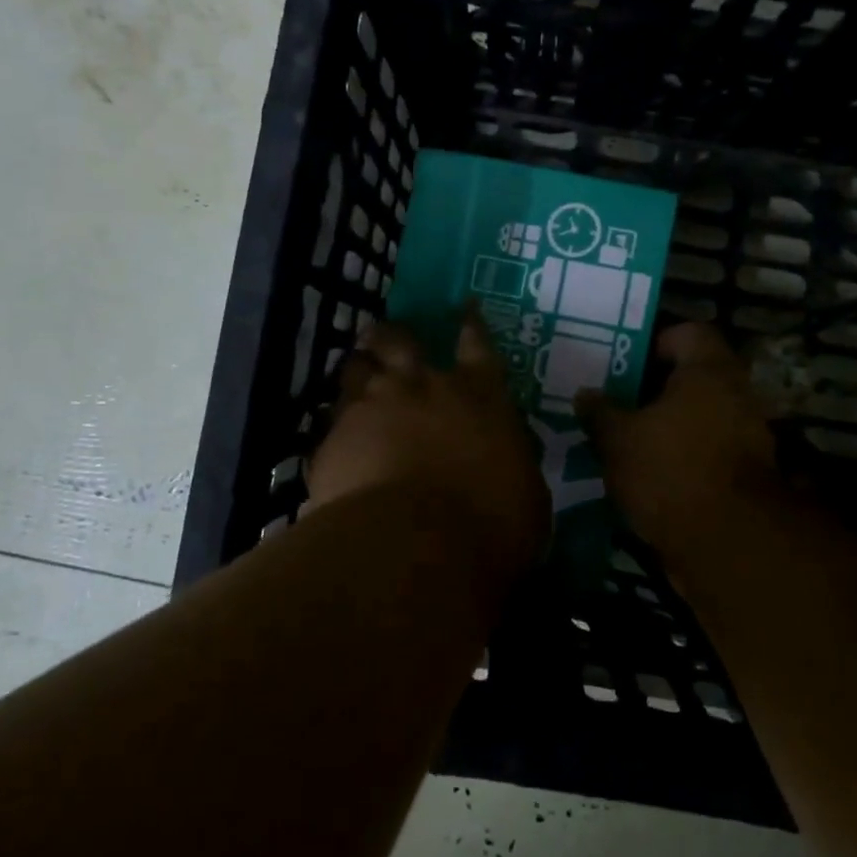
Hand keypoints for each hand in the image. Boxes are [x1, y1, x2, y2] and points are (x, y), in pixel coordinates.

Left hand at [309, 312, 549, 575]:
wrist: (415, 548)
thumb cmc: (492, 524)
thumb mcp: (526, 492)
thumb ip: (511, 461)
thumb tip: (504, 457)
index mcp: (479, 395)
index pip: (478, 344)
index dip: (471, 324)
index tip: (465, 308)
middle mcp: (422, 387)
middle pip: (400, 340)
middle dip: (392, 335)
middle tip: (383, 335)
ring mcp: (371, 408)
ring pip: (355, 370)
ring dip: (358, 371)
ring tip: (355, 377)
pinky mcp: (332, 441)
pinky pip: (330, 424)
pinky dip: (336, 428)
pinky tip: (335, 442)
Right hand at [577, 322, 781, 558]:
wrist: (728, 543)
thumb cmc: (670, 470)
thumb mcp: (618, 439)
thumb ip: (599, 412)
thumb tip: (585, 393)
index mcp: (708, 371)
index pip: (688, 332)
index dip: (654, 342)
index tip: (623, 365)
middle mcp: (735, 396)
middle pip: (691, 377)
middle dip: (652, 389)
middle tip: (614, 401)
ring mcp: (745, 437)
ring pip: (697, 417)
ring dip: (666, 425)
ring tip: (624, 439)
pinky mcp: (744, 476)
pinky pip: (704, 451)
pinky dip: (680, 456)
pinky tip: (646, 473)